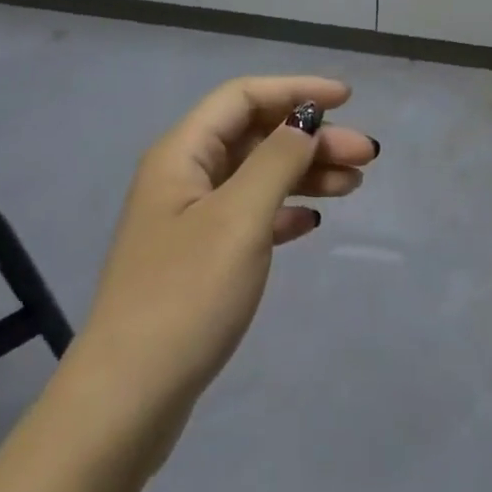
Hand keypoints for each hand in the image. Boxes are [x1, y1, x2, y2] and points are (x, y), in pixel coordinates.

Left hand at [0, 78, 376, 491]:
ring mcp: (189, 218)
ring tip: (354, 184)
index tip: (346, 98)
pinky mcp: (198, 259)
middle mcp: (184, 174)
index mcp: (183, 152)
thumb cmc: (185, 295)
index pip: (244, 96)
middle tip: (365, 155)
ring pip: (256, 176)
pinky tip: (313, 221)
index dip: (295, 90)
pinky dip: (283, 211)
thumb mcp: (239, 219)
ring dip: (304, 173)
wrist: (126, 401)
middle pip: (255, 135)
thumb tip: (305, 121)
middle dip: (310, 138)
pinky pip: (250, 216)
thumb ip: (277, 160)